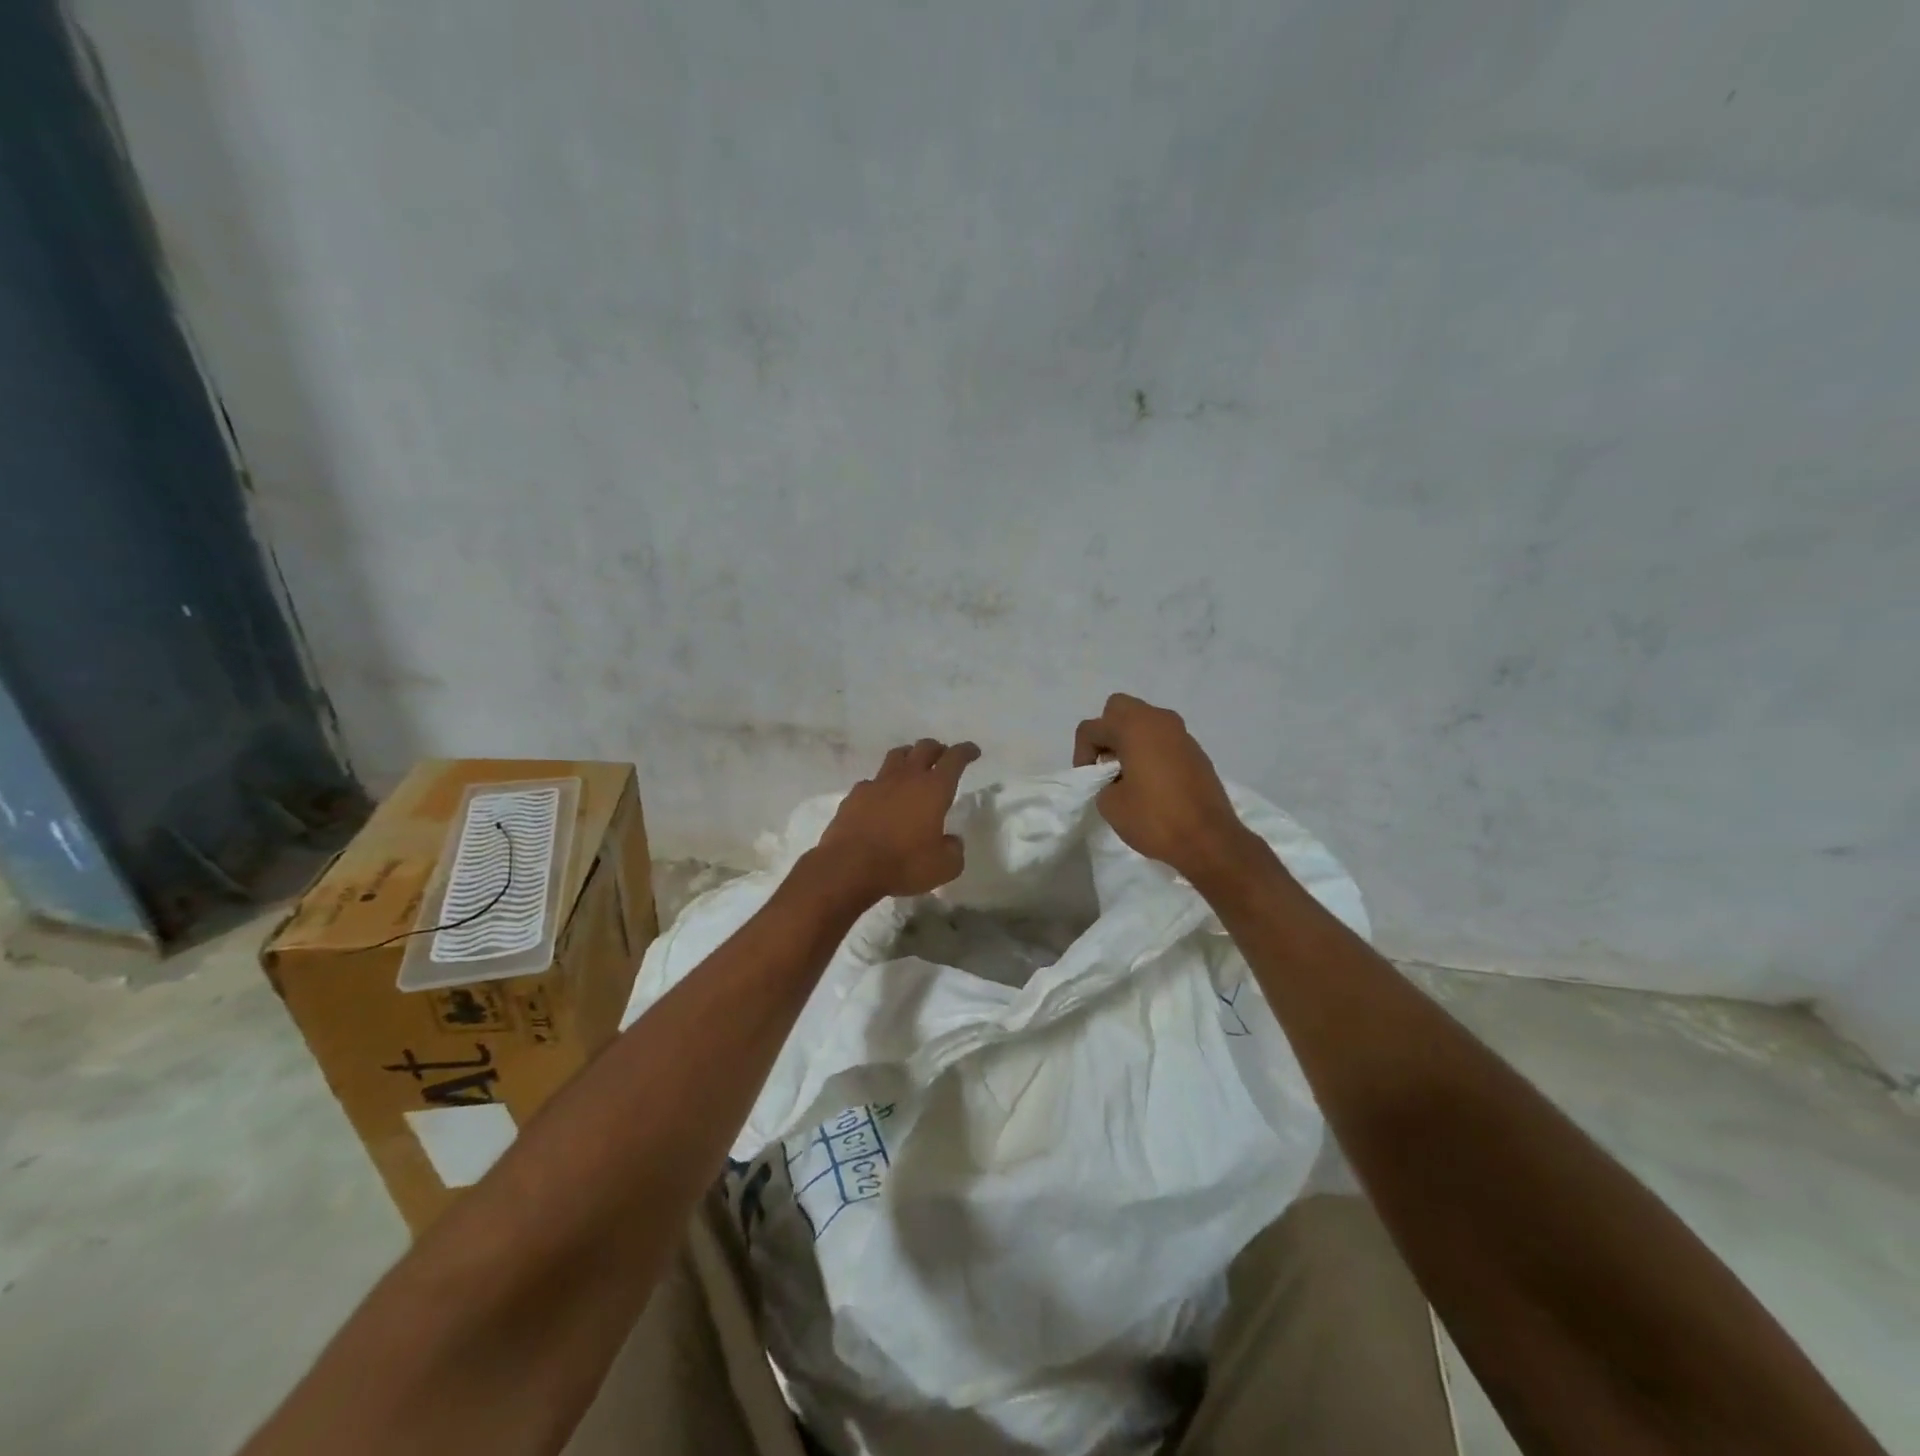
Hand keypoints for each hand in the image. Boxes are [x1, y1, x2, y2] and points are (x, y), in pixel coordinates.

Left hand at [815, 738, 980, 898]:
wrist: (849, 866)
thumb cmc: (903, 864)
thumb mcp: (944, 867)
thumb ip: (954, 850)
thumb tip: (952, 841)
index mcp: (934, 789)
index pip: (954, 758)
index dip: (966, 751)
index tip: (973, 751)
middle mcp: (907, 778)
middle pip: (924, 748)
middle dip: (937, 749)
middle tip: (943, 756)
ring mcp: (877, 783)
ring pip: (896, 756)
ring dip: (909, 756)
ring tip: (913, 766)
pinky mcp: (855, 795)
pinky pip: (872, 781)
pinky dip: (882, 784)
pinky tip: (882, 797)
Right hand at [1074, 694, 1261, 885]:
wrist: (1209, 840)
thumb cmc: (1155, 819)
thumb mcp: (1110, 804)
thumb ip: (1102, 781)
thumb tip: (1115, 777)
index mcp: (1134, 727)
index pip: (1091, 727)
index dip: (1082, 754)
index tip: (1090, 781)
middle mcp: (1159, 720)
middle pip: (1120, 708)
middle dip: (1107, 732)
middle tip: (1107, 765)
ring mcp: (1182, 733)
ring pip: (1145, 721)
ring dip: (1131, 739)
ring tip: (1129, 774)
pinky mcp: (1196, 751)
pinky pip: (1164, 738)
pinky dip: (1151, 750)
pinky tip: (1152, 781)